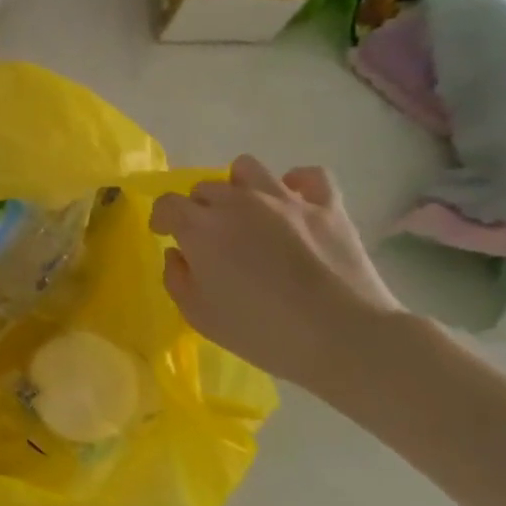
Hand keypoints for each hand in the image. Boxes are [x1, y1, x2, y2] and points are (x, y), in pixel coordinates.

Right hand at [149, 157, 401, 389]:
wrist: (343, 338)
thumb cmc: (261, 331)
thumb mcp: (198, 315)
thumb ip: (177, 278)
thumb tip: (179, 254)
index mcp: (200, 227)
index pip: (167, 204)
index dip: (162, 218)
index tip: (165, 234)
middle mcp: (238, 202)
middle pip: (205, 188)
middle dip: (199, 208)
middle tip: (210, 236)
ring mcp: (285, 200)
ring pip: (248, 168)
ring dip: (239, 186)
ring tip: (246, 211)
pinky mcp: (327, 206)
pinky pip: (308, 176)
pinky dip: (297, 183)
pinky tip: (293, 203)